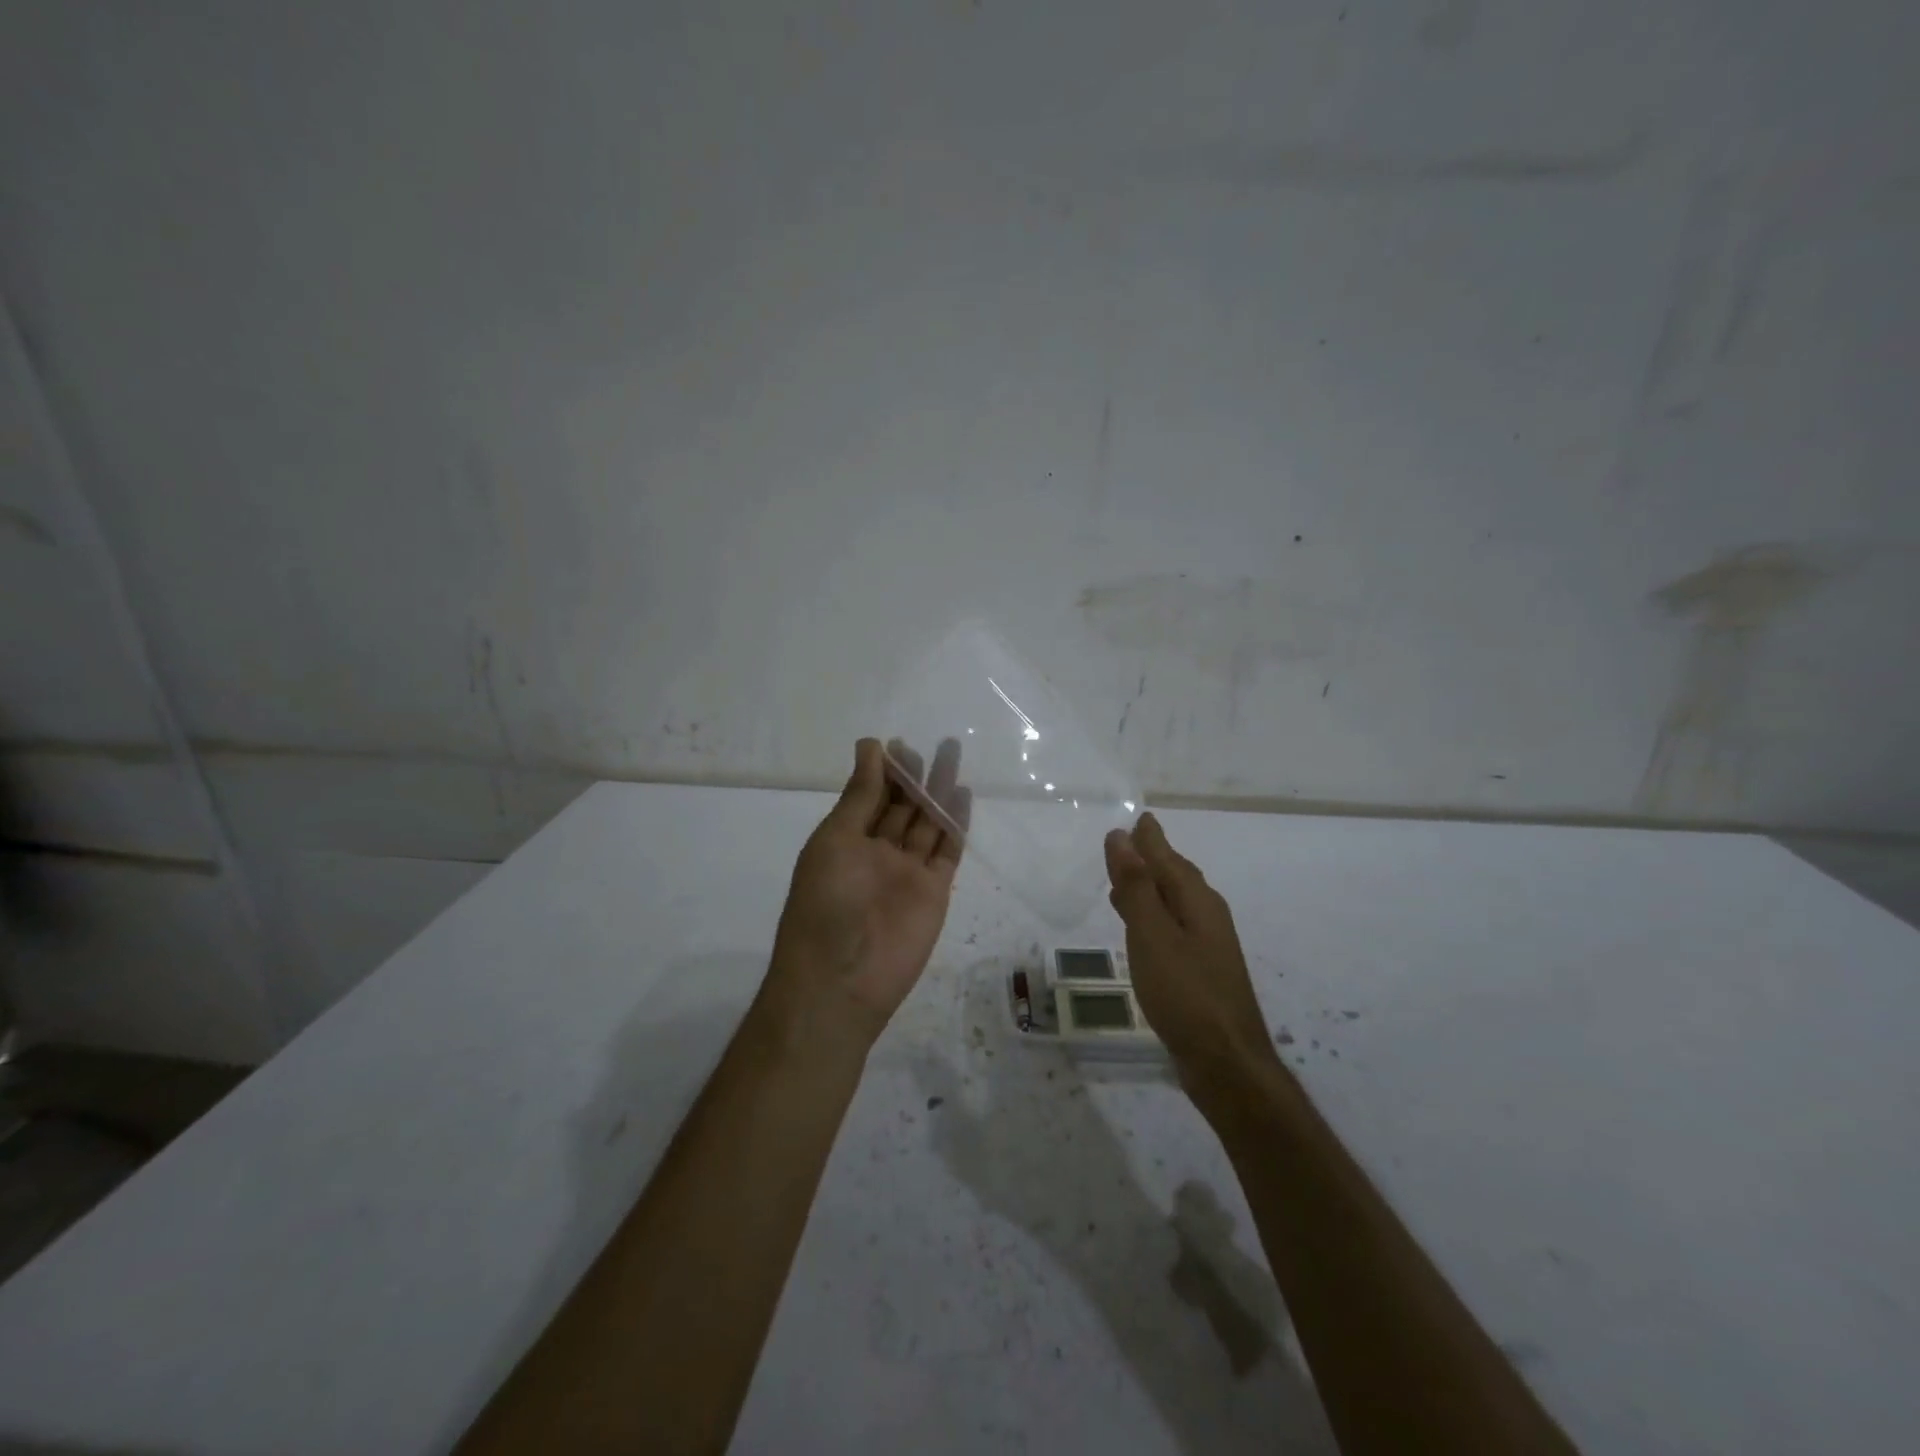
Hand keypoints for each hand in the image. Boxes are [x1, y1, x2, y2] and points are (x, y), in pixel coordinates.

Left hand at [764, 737, 969, 1049]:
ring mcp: (907, 872)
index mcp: (845, 841)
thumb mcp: (835, 840)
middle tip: (933, 745)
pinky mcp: (934, 891)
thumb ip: (859, 796)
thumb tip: (871, 746)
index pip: (869, 797)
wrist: (842, 978)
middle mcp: (877, 853)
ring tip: (953, 755)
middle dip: (915, 776)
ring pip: (927, 823)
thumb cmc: (825, 903)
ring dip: (938, 791)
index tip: (897, 744)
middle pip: (901, 807)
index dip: (883, 771)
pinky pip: (947, 850)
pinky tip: (963, 794)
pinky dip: (956, 823)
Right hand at [1104, 813, 1278, 1085]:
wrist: (1226, 1062)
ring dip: (1150, 888)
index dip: (1150, 839)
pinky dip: (1153, 916)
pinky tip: (1141, 929)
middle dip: (1152, 859)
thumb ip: (1136, 886)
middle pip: (1176, 877)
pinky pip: (1172, 927)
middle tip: (1128, 843)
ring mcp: (1208, 946)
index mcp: (1198, 901)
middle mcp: (1207, 916)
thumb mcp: (1152, 934)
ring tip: (1125, 880)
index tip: (1138, 819)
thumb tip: (1120, 836)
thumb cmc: (1185, 993)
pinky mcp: (1201, 971)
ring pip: (1175, 903)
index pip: (1169, 858)